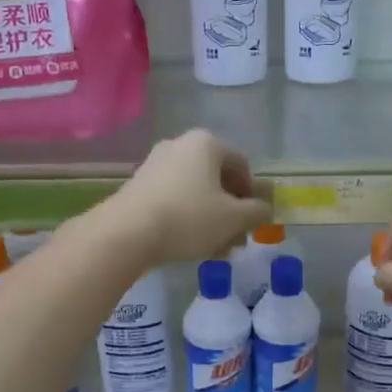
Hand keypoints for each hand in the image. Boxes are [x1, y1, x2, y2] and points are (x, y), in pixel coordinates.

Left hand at [99, 130, 271, 264]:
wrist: (126, 233)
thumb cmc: (189, 218)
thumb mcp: (234, 218)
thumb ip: (257, 212)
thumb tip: (265, 209)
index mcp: (206, 143)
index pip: (241, 165)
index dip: (252, 194)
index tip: (252, 220)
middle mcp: (179, 145)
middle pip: (217, 179)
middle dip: (231, 210)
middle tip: (236, 238)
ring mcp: (155, 164)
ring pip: (195, 192)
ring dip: (210, 218)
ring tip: (215, 249)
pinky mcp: (138, 186)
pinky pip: (173, 199)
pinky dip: (187, 218)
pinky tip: (190, 245)